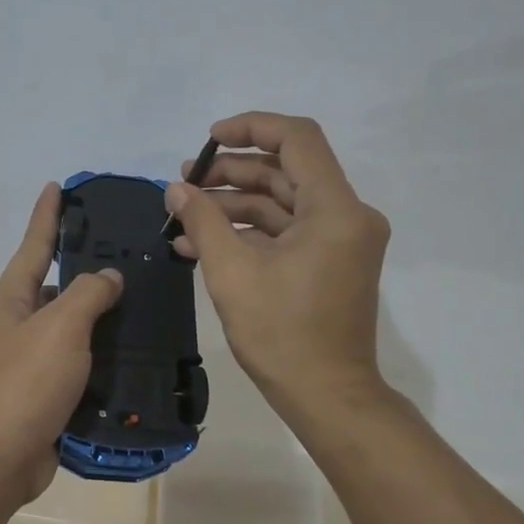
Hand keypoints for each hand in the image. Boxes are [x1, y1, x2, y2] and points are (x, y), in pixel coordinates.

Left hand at [0, 183, 124, 503]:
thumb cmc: (24, 384)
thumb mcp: (60, 328)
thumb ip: (88, 294)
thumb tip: (107, 276)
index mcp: (11, 300)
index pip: (34, 245)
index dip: (47, 215)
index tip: (58, 186)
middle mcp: (16, 325)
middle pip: (55, 287)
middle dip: (86, 270)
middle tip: (129, 255)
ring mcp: (28, 362)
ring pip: (71, 329)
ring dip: (100, 318)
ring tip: (144, 303)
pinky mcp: (44, 395)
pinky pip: (78, 365)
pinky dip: (102, 358)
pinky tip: (134, 354)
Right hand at [165, 112, 391, 422]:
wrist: (326, 396)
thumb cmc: (281, 335)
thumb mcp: (232, 272)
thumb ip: (203, 220)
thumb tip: (177, 188)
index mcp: (335, 210)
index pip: (297, 139)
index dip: (251, 128)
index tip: (208, 140)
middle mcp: (347, 216)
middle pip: (285, 171)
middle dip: (231, 172)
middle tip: (184, 183)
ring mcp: (340, 240)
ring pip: (282, 202)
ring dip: (233, 204)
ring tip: (183, 214)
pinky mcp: (329, 261)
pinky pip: (286, 231)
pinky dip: (248, 232)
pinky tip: (201, 243)